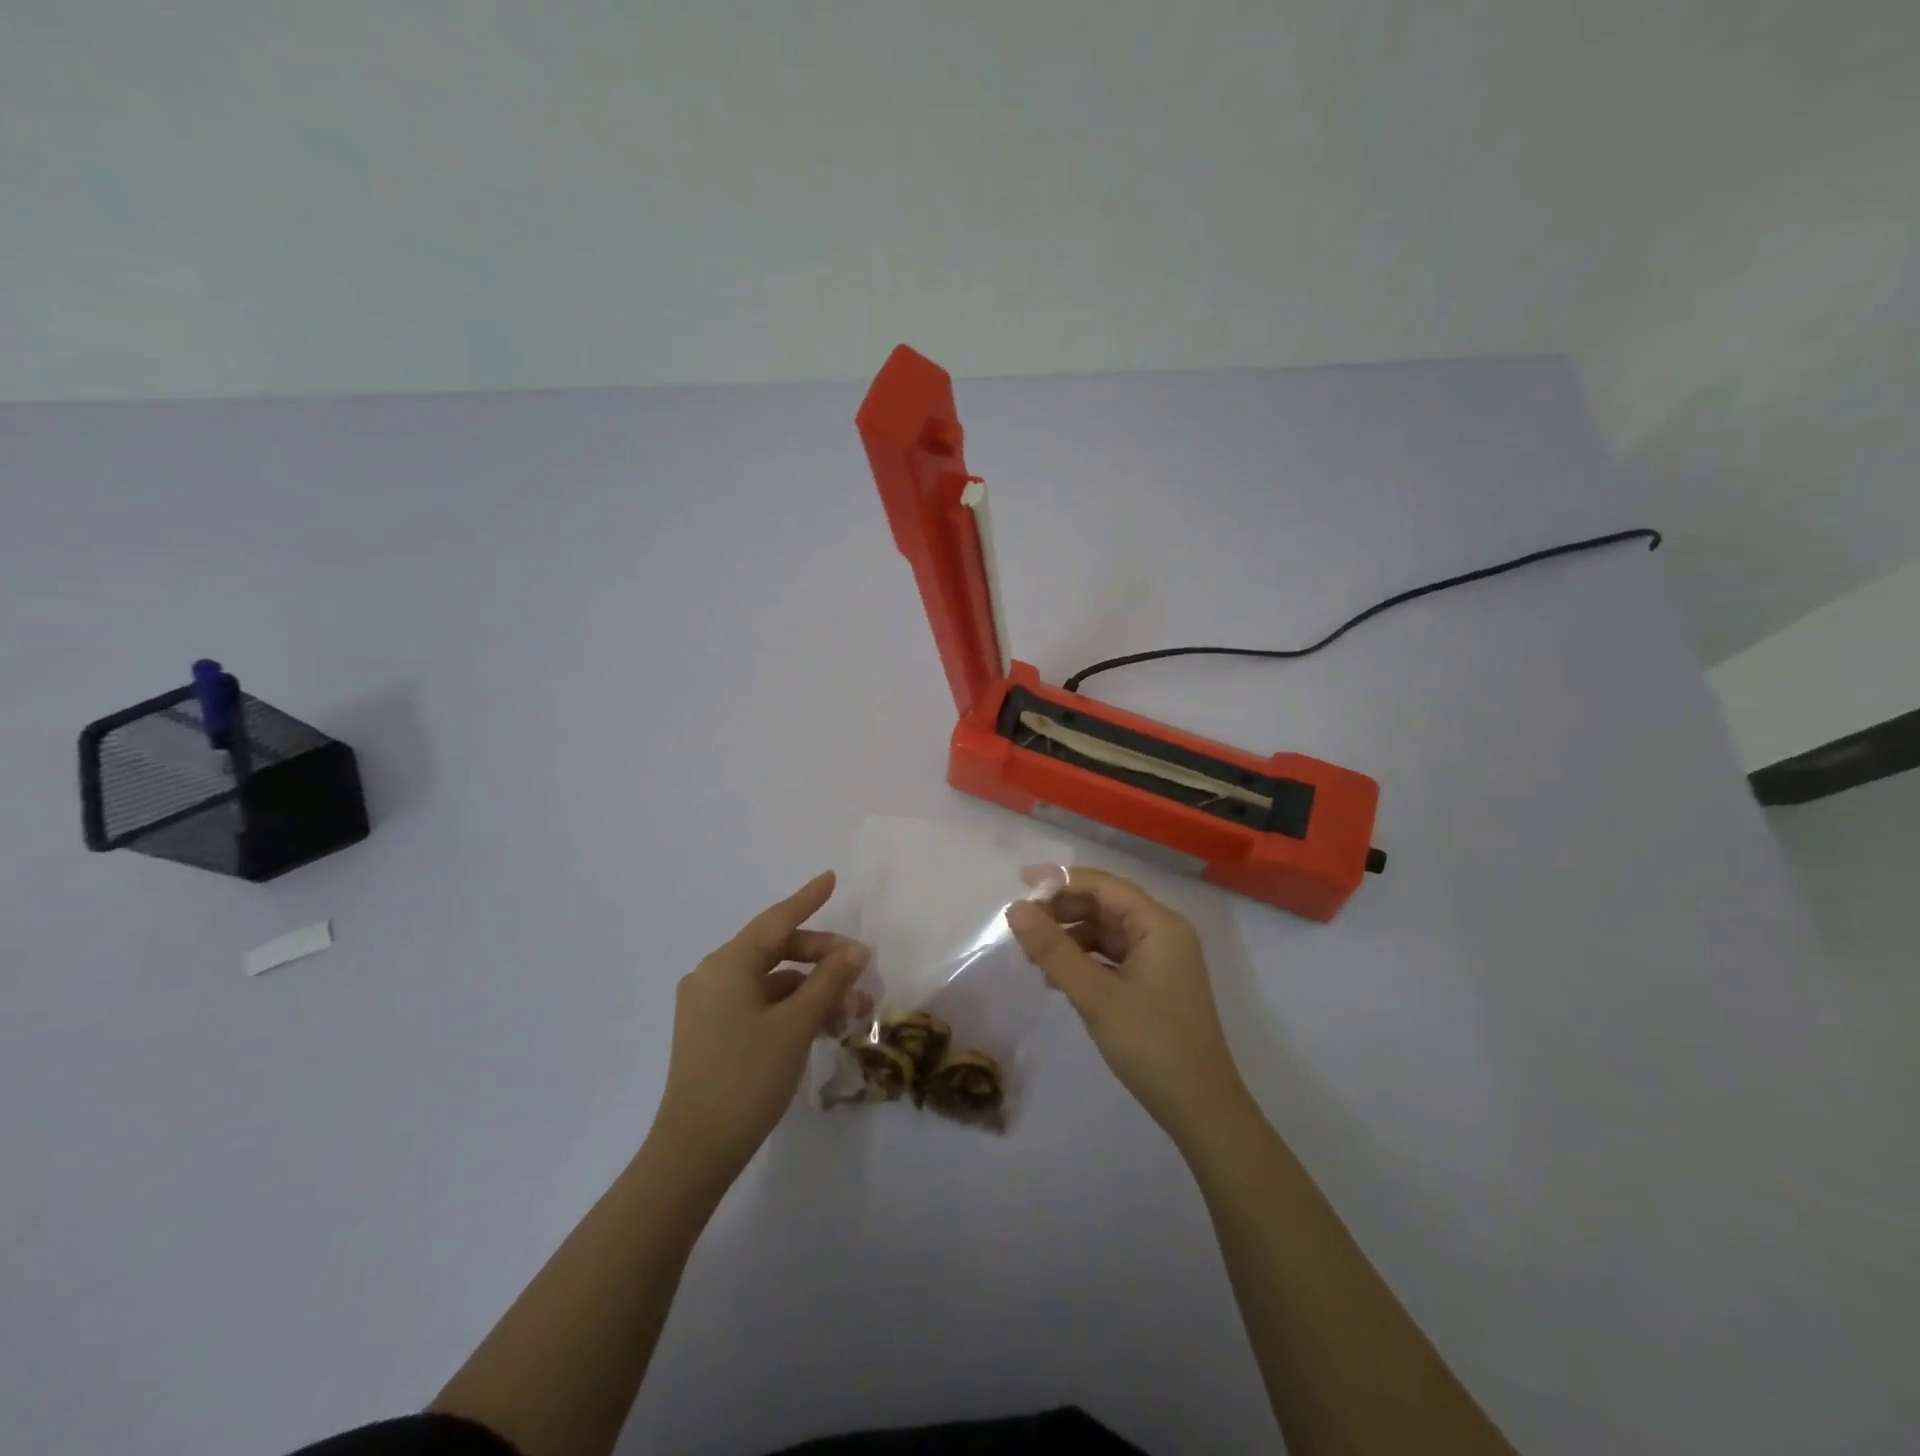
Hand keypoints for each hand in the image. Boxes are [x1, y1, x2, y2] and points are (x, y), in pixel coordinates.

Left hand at [652, 871, 867, 1184]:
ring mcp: (709, 1005)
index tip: (831, 878)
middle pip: (776, 950)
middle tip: (861, 970)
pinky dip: (791, 1008)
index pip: (776, 920)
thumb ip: (829, 981)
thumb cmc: (747, 1078)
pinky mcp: (711, 1031)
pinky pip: (759, 1003)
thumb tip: (857, 949)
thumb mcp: (796, 1025)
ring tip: (852, 1010)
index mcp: (727, 965)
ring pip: (771, 981)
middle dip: (821, 957)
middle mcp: (712, 976)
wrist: (695, 1150)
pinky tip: (823, 1026)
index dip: (808, 898)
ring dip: (812, 989)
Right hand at [1006, 866, 1248, 1143]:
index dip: (1061, 880)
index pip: (1104, 885)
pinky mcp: (1155, 983)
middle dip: (1064, 910)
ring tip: (1034, 956)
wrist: (1201, 1110)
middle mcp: (1164, 933)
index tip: (1020, 884)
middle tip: (1022, 926)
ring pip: (1108, 931)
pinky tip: (1058, 978)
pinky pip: (1113, 956)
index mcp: (1159, 925)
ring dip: (1071, 937)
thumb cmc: (1152, 1045)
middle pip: (1106, 905)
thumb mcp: (1096, 996)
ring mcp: (1161, 959)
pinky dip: (1085, 959)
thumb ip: (1054, 950)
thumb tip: (1015, 909)